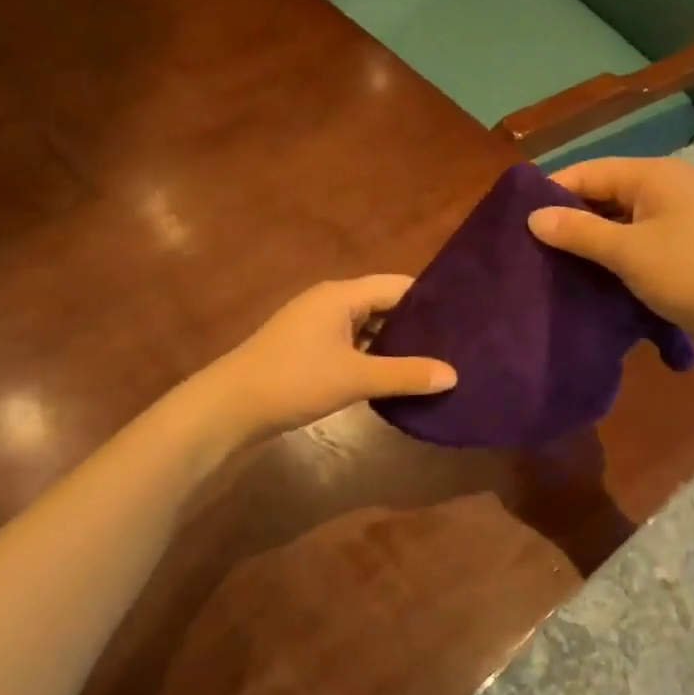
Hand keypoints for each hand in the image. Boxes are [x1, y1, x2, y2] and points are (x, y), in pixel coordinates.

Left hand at [202, 276, 456, 438]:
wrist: (229, 408)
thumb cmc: (294, 381)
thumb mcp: (355, 377)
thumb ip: (405, 374)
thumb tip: (454, 375)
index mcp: (342, 295)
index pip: (398, 285)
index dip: (431, 300)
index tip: (464, 318)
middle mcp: (330, 302)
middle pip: (383, 304)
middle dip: (416, 324)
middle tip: (456, 344)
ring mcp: (316, 326)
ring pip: (367, 327)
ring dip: (394, 343)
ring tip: (433, 362)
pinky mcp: (307, 350)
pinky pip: (351, 344)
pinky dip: (373, 356)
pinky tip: (394, 377)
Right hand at [526, 158, 693, 350]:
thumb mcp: (629, 253)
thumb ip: (579, 232)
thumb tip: (532, 217)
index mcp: (652, 176)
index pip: (586, 172)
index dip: (550, 194)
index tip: (515, 222)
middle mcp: (664, 189)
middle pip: (602, 195)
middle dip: (567, 220)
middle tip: (528, 249)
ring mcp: (677, 219)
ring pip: (618, 222)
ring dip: (589, 242)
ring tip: (550, 266)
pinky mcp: (683, 249)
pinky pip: (636, 243)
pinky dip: (612, 257)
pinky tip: (588, 279)